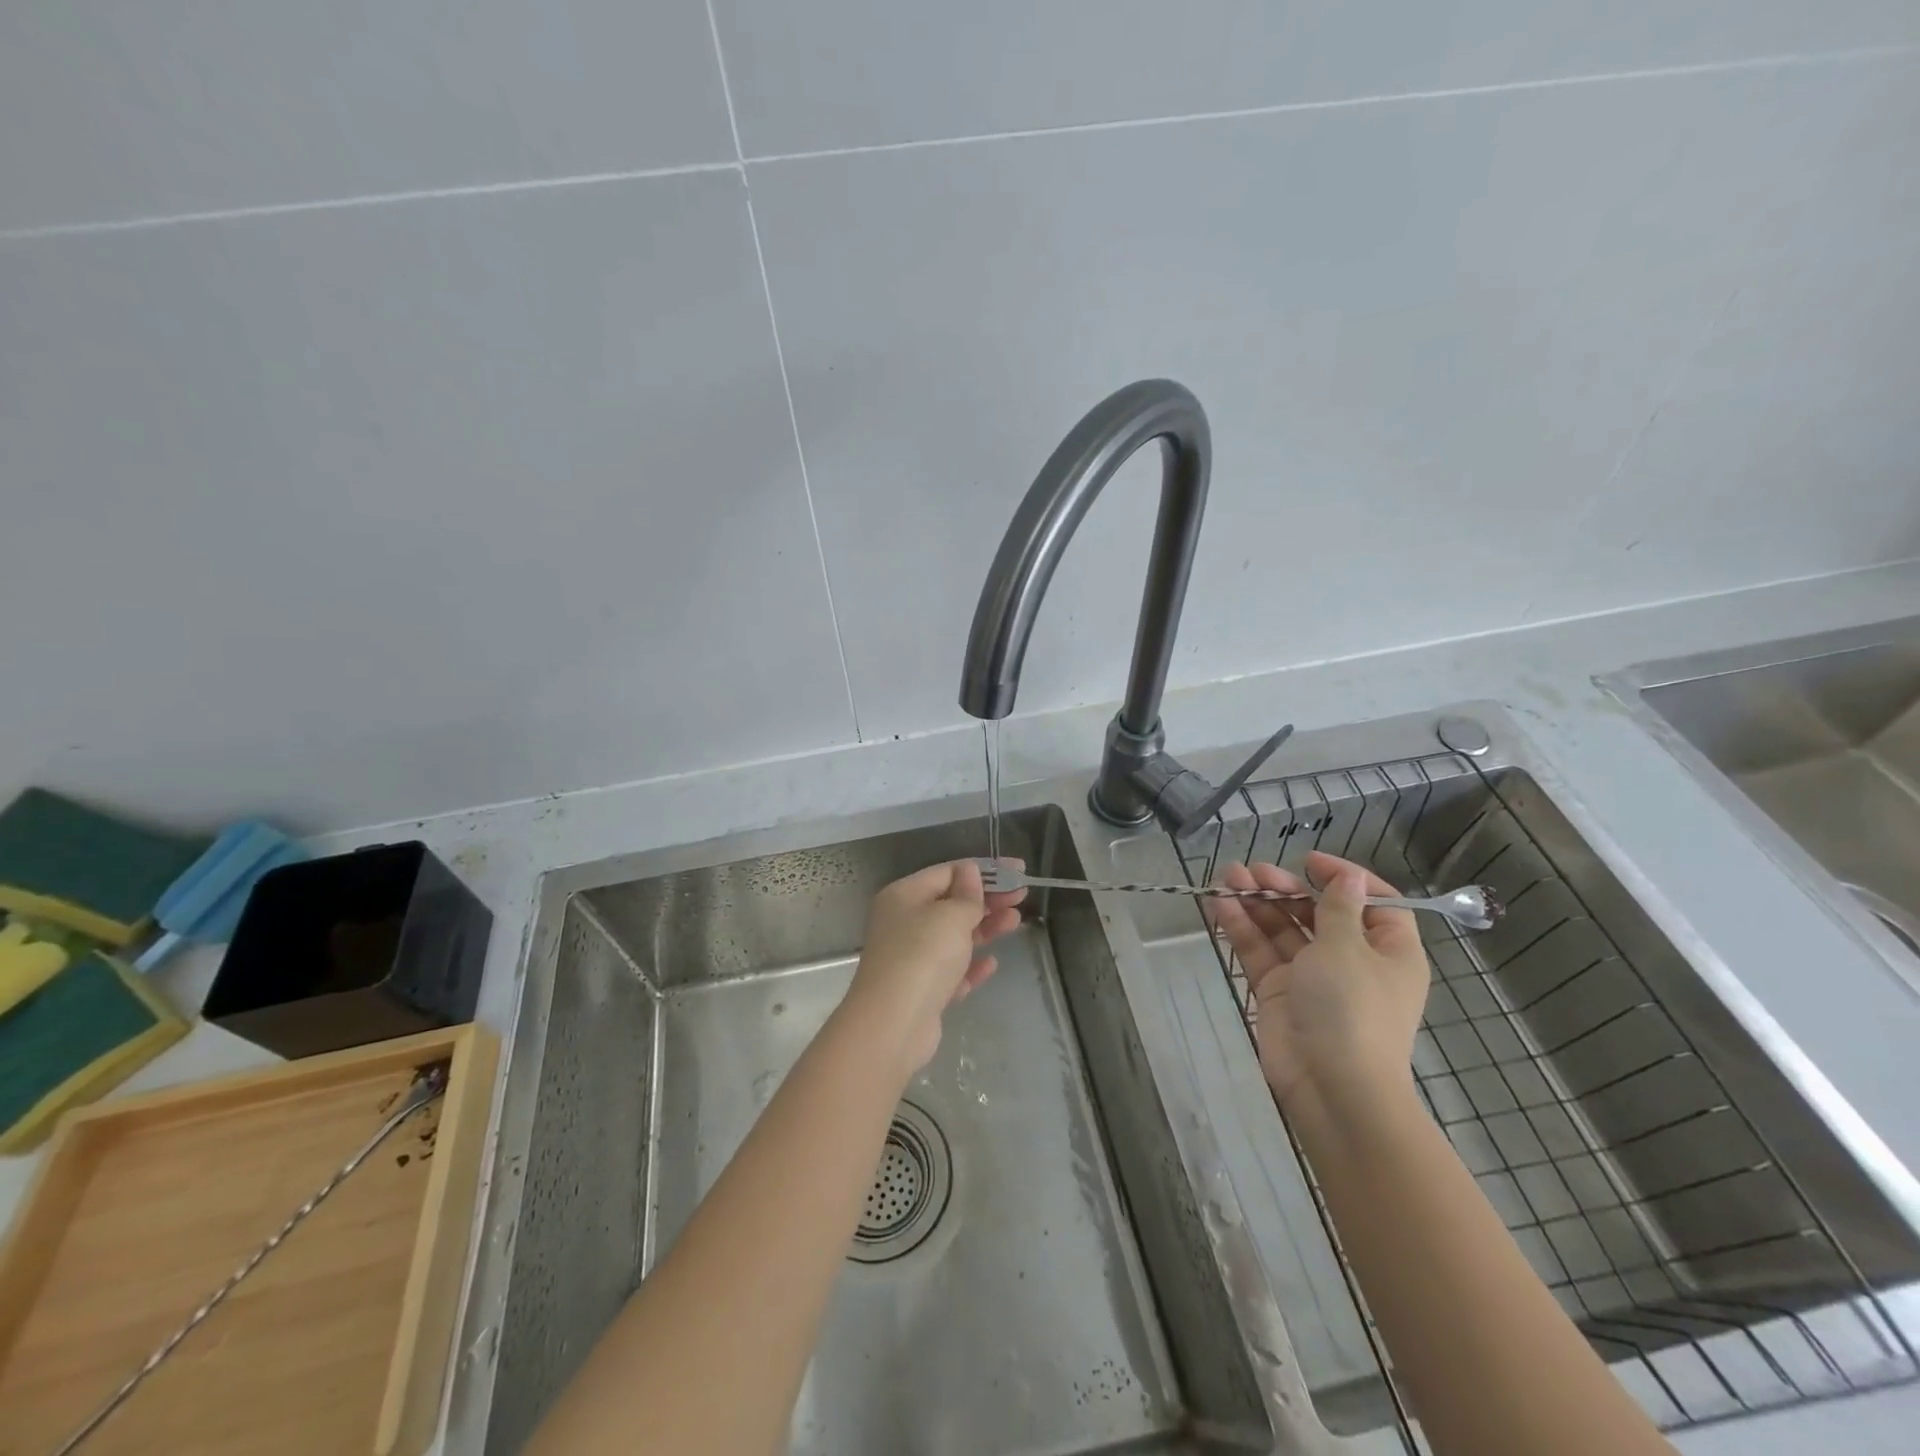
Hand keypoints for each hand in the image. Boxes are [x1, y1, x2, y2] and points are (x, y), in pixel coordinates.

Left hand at [842, 859, 1026, 1075]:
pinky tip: (991, 964)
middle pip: (951, 903)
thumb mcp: (951, 915)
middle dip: (987, 899)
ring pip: (953, 936)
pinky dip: (970, 965)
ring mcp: (911, 958)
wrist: (892, 1025)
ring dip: (984, 928)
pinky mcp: (920, 990)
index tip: (1018, 871)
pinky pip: (951, 970)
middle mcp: (903, 922)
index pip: (947, 872)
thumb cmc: (923, 956)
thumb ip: (967, 893)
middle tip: (1022, 896)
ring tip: (1015, 922)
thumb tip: (969, 871)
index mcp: (904, 896)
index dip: (984, 869)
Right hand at [1207, 851, 1429, 1126]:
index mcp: (1388, 951)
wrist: (1331, 1086)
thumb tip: (1349, 877)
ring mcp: (1311, 977)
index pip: (1375, 903)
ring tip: (1227, 877)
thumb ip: (1338, 907)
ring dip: (1257, 902)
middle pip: (1318, 912)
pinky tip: (1220, 904)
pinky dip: (1241, 927)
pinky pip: (1259, 951)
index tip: (1310, 862)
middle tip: (1252, 870)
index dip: (1345, 878)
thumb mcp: (1348, 948)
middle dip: (1285, 888)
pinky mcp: (1278, 992)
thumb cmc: (1352, 1008)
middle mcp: (1351, 960)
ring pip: (1282, 928)